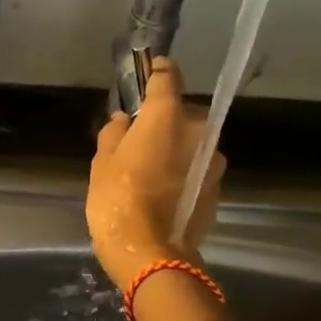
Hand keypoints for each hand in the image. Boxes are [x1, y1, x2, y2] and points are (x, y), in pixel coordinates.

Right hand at [87, 58, 225, 287]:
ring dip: (175, 146)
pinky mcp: (218, 188)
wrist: (152, 254)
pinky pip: (197, 167)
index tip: (151, 66)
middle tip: (140, 134)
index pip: (168, 78)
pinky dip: (183, 170)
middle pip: (182, 113)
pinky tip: (164, 188)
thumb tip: (122, 121)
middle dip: (164, 118)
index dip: (157, 70)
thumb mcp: (102, 165)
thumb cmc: (118, 202)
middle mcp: (198, 131)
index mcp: (167, 117)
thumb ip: (113, 134)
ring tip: (151, 166)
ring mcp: (213, 161)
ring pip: (192, 142)